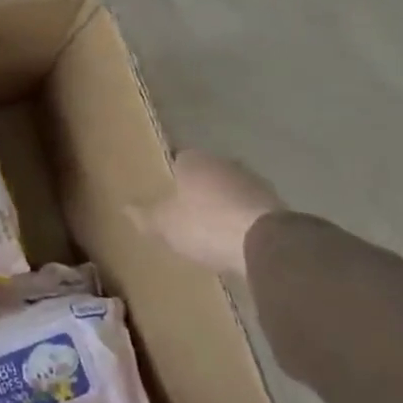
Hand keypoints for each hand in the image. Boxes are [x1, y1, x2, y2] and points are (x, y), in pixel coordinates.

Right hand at [133, 150, 282, 278]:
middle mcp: (226, 164)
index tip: (165, 190)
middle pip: (207, 174)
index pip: (179, 159)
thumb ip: (145, 216)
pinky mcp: (277, 206)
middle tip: (185, 210)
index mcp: (195, 161)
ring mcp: (255, 183)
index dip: (172, 175)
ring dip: (224, 204)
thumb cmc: (204, 224)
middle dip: (198, 189)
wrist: (265, 244)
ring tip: (211, 228)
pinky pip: (250, 210)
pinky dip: (242, 220)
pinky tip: (235, 239)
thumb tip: (124, 207)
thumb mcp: (164, 224)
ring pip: (231, 190)